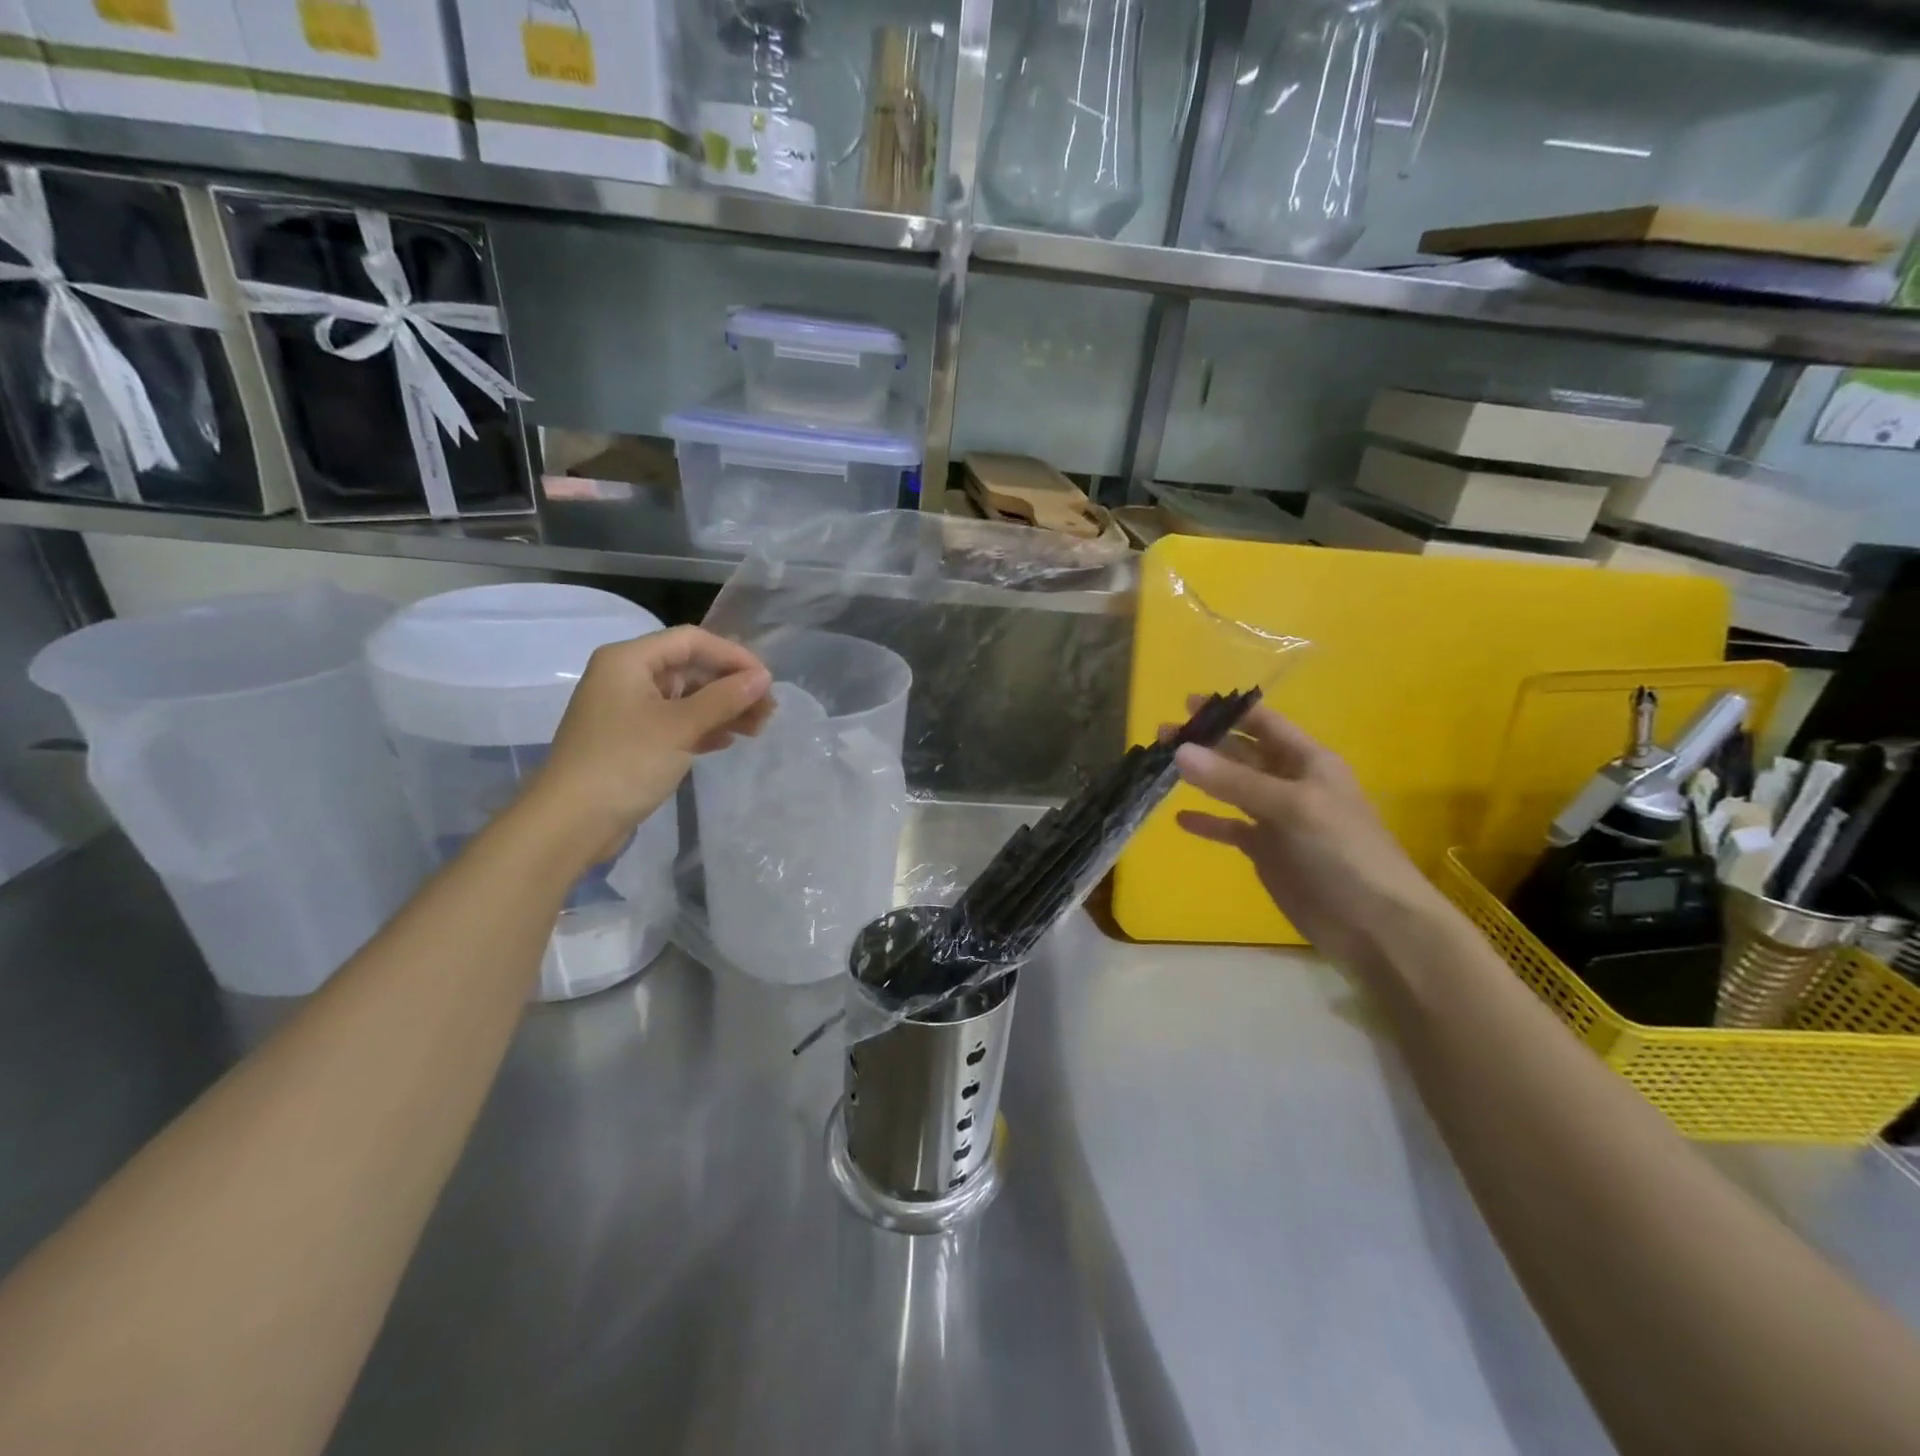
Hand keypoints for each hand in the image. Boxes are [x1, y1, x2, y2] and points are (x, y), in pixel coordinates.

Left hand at [533, 626, 772, 860]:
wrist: (571, 822)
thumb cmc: (624, 763)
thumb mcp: (680, 727)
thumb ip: (724, 698)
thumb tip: (763, 678)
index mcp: (629, 660)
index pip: (691, 641)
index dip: (732, 655)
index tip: (766, 680)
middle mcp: (627, 677)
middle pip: (690, 669)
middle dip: (731, 687)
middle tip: (768, 710)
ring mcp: (628, 711)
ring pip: (687, 698)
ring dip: (723, 709)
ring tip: (757, 729)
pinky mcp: (632, 741)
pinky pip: (676, 723)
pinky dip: (703, 728)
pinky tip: (727, 741)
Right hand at [1172, 701, 1451, 974]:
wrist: (1374, 924)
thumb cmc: (1342, 852)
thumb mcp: (1291, 806)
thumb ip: (1234, 780)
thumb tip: (1180, 751)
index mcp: (1309, 762)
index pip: (1264, 724)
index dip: (1229, 711)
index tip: (1188, 702)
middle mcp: (1291, 783)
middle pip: (1242, 753)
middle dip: (1206, 741)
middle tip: (1162, 734)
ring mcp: (1278, 819)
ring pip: (1232, 788)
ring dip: (1201, 777)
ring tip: (1161, 765)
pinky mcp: (1267, 852)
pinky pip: (1231, 828)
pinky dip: (1208, 821)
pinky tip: (1180, 818)